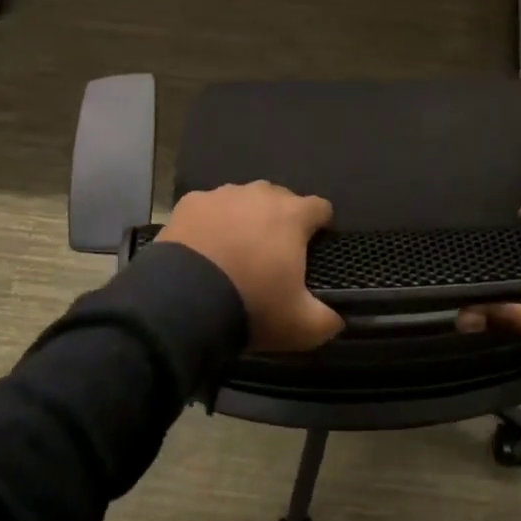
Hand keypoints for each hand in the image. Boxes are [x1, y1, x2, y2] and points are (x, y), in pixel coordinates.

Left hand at [157, 182, 344, 352]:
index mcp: (293, 215)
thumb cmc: (252, 305)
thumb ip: (327, 320)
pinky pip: (209, 208)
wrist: (183, 301)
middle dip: (281, 221)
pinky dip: (211, 223)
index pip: (320, 207)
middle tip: (273, 256)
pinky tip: (205, 249)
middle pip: (280, 199)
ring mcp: (221, 195)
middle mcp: (260, 194)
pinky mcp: (189, 204)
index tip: (315, 248)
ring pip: (243, 201)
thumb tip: (337, 319)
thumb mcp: (301, 326)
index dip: (321, 226)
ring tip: (235, 251)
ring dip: (245, 219)